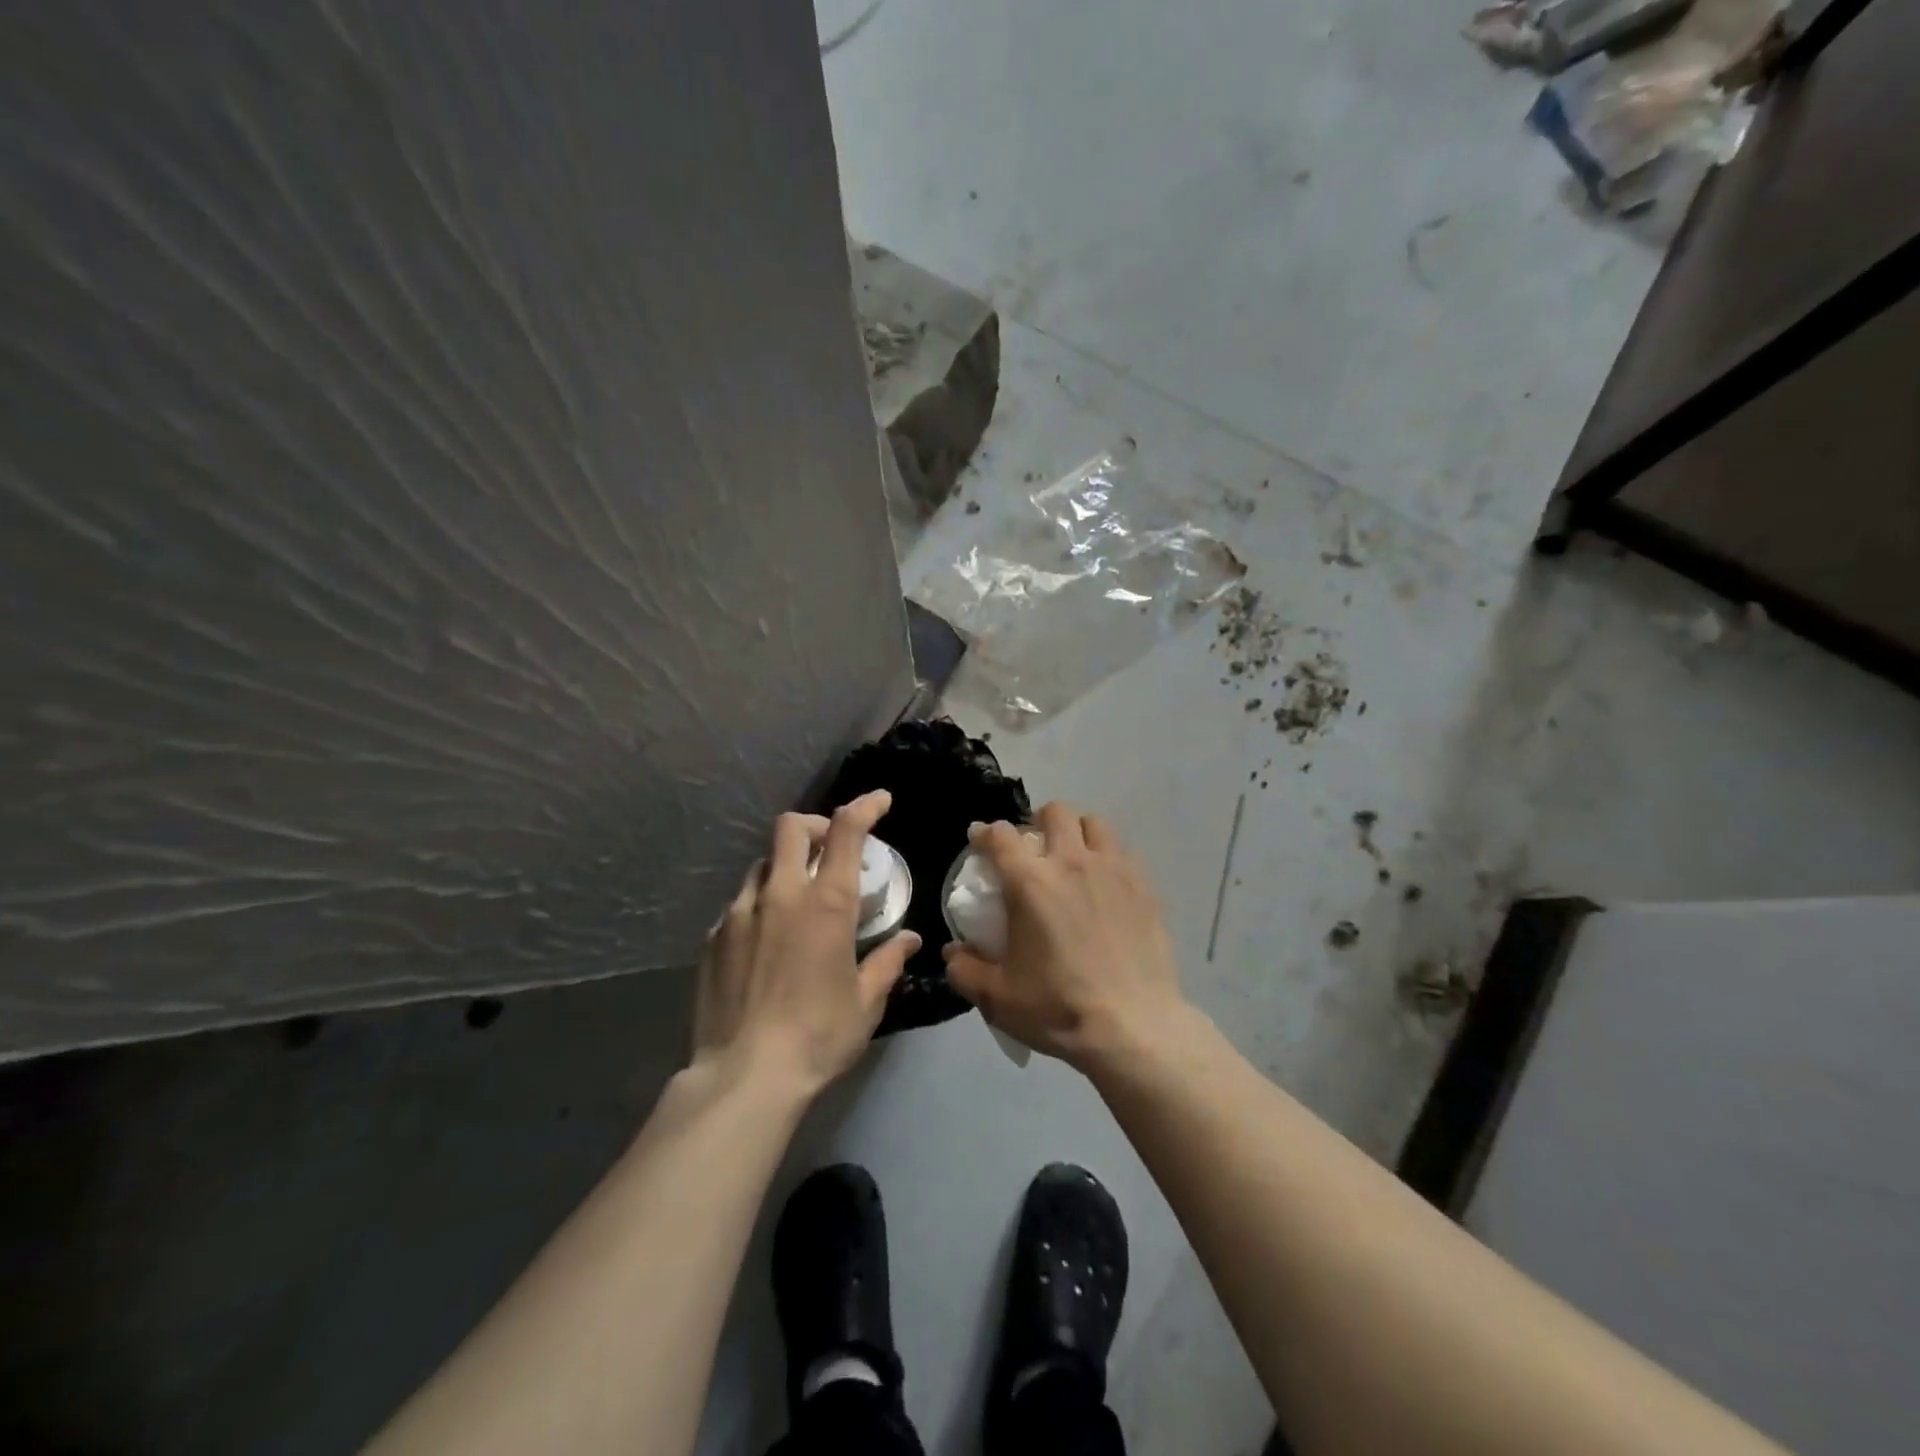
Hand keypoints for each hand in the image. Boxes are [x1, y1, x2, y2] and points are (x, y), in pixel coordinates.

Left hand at [693, 790, 919, 1096]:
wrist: (744, 1076)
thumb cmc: (818, 1036)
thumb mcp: (865, 1002)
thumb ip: (887, 962)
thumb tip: (909, 940)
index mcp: (825, 903)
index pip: (846, 830)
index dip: (865, 806)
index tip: (880, 801)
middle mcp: (780, 894)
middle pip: (791, 828)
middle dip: (816, 826)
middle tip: (831, 848)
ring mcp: (740, 913)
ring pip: (762, 864)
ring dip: (785, 867)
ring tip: (797, 900)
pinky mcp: (713, 937)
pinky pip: (740, 903)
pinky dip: (760, 904)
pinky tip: (767, 940)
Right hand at [943, 802, 1186, 1072]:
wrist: (1134, 1028)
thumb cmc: (1059, 1008)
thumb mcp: (998, 998)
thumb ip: (966, 970)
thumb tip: (953, 952)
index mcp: (1031, 882)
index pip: (1002, 835)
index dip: (986, 832)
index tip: (980, 841)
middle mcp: (1072, 863)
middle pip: (1055, 812)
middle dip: (1038, 822)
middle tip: (1034, 850)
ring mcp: (1114, 871)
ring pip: (1095, 823)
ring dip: (1078, 832)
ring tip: (1074, 858)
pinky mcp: (1145, 888)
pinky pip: (1124, 854)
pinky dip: (1109, 859)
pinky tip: (1107, 886)